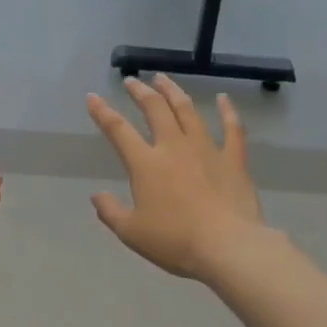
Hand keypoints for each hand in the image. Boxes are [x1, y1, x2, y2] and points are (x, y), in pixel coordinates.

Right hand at [86, 75, 266, 281]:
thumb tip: (97, 195)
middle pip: (155, 109)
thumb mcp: (131, 232)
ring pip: (187, 110)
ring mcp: (206, 149)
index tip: (93, 96)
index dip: (103, 112)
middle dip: (141, 92)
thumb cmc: (175, 241)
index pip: (118, 130)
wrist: (228, 247)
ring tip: (164, 79)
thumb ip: (110, 212)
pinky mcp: (233, 159)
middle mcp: (173, 147)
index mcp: (146, 164)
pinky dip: (228, 111)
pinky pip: (232, 128)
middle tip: (132, 81)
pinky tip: (223, 98)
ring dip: (173, 92)